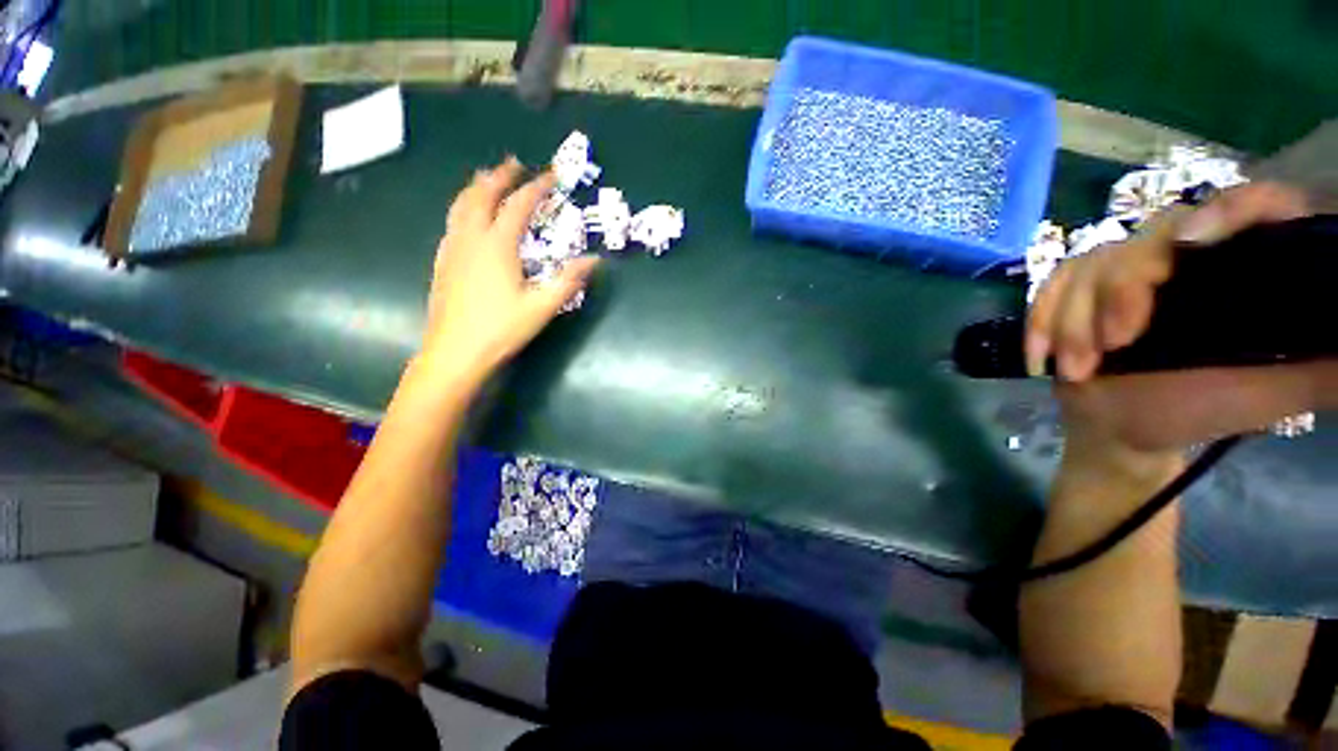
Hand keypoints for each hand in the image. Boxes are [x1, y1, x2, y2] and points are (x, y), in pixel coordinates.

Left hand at [420, 158, 599, 383]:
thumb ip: (568, 281)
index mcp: (497, 245)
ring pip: (461, 205)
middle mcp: (471, 238)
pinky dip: (463, 207)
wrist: (455, 351)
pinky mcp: (443, 261)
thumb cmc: (501, 329)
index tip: (551, 176)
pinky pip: (452, 221)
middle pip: (483, 195)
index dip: (536, 188)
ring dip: (477, 186)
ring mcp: (453, 248)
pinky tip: (467, 216)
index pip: (518, 206)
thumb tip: (594, 260)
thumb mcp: (542, 307)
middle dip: (500, 176)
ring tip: (487, 177)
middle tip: (514, 163)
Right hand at [1026, 182, 1335, 460]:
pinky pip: (1050, 288)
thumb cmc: (1196, 411)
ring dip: (1073, 320)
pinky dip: (1040, 320)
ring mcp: (1123, 273)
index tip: (1193, 243)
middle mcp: (1180, 258)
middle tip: (1113, 344)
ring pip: (1090, 266)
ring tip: (1077, 369)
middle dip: (1120, 291)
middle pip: (1149, 239)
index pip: (1248, 206)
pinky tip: (1041, 355)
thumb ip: (1323, 366)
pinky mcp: (1076, 291)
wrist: (1121, 429)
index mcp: (1236, 269)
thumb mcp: (1269, 394)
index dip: (1227, 209)